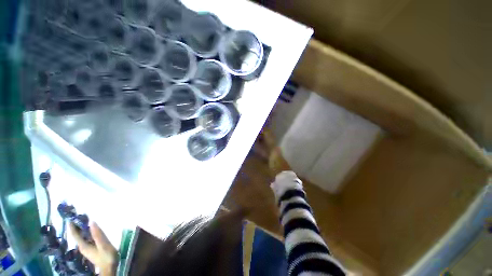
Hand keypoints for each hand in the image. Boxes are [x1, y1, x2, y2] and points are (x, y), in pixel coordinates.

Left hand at [69, 221, 118, 275]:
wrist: (109, 268)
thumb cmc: (106, 256)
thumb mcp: (103, 245)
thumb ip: (98, 234)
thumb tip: (92, 221)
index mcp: (83, 245)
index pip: (74, 234)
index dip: (72, 225)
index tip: (70, 216)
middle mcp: (82, 246)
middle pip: (76, 235)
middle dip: (75, 225)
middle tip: (77, 215)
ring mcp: (86, 248)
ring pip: (80, 236)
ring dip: (80, 228)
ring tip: (83, 219)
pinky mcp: (90, 249)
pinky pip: (85, 238)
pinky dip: (85, 232)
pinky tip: (89, 229)